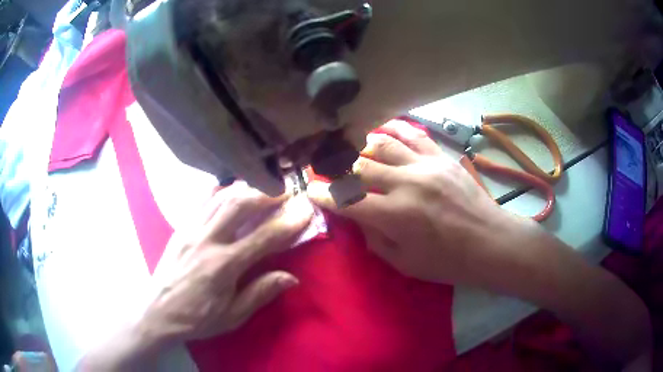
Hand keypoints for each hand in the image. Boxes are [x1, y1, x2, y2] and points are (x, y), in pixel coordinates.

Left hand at [144, 182, 313, 343]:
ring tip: (264, 187)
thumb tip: (291, 277)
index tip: (306, 210)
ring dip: (247, 188)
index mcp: (223, 265)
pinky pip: (204, 201)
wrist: (157, 311)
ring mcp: (191, 229)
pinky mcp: (181, 227)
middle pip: (240, 204)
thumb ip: (260, 293)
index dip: (288, 223)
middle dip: (267, 193)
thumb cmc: (197, 318)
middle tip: (286, 191)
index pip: (263, 238)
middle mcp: (207, 240)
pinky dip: (222, 191)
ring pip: (222, 197)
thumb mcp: (232, 316)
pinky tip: (232, 191)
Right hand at [308, 120, 531, 285]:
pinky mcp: (441, 157)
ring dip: (361, 147)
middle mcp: (406, 184)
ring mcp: (426, 165)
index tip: (311, 190)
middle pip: (359, 167)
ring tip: (352, 151)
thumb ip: (374, 238)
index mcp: (395, 216)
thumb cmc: (447, 262)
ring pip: (382, 144)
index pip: (347, 200)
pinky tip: (382, 130)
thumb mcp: (404, 263)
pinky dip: (393, 130)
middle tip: (326, 169)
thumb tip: (357, 217)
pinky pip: (413, 134)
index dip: (324, 195)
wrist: (490, 243)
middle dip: (337, 169)